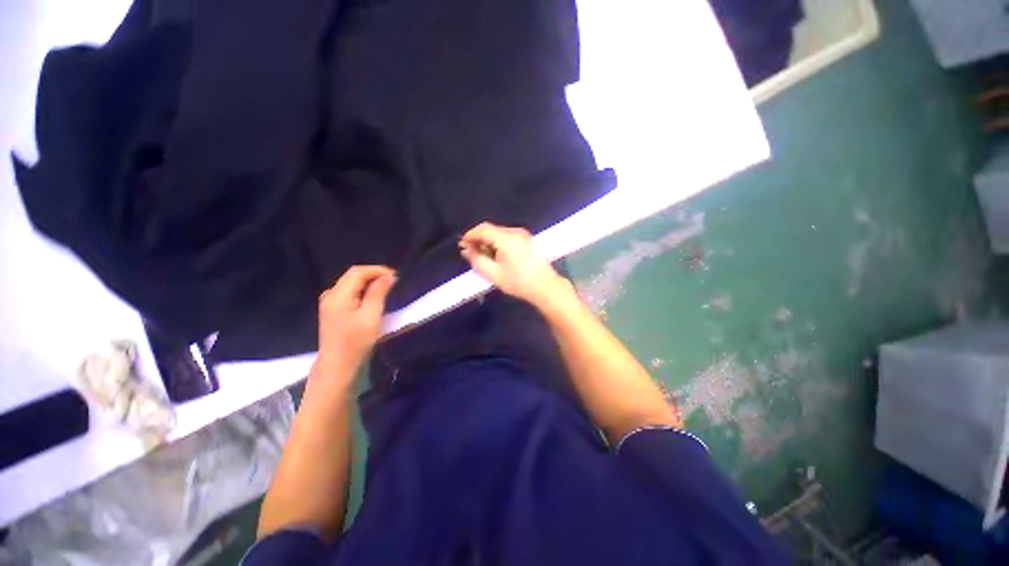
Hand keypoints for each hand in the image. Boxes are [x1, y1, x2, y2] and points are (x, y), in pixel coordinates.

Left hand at [313, 265, 395, 385]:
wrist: (337, 365)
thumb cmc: (356, 342)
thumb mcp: (371, 316)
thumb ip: (378, 293)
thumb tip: (389, 276)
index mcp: (338, 295)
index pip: (357, 272)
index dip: (377, 270)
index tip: (395, 276)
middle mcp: (330, 295)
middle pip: (353, 275)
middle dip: (374, 274)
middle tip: (393, 281)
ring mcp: (329, 302)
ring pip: (351, 283)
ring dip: (369, 281)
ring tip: (386, 287)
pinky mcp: (332, 309)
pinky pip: (348, 291)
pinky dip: (362, 289)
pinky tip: (372, 296)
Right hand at [459, 222, 571, 306]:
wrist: (545, 287)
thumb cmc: (519, 282)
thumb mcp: (493, 274)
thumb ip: (477, 260)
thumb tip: (466, 250)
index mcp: (507, 238)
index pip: (483, 229)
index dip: (470, 235)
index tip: (462, 245)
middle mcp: (515, 232)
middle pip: (491, 230)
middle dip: (479, 239)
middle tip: (470, 252)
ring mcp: (523, 234)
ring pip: (499, 233)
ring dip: (488, 241)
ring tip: (483, 256)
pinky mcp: (527, 240)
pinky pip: (507, 236)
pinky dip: (498, 243)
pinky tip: (497, 256)